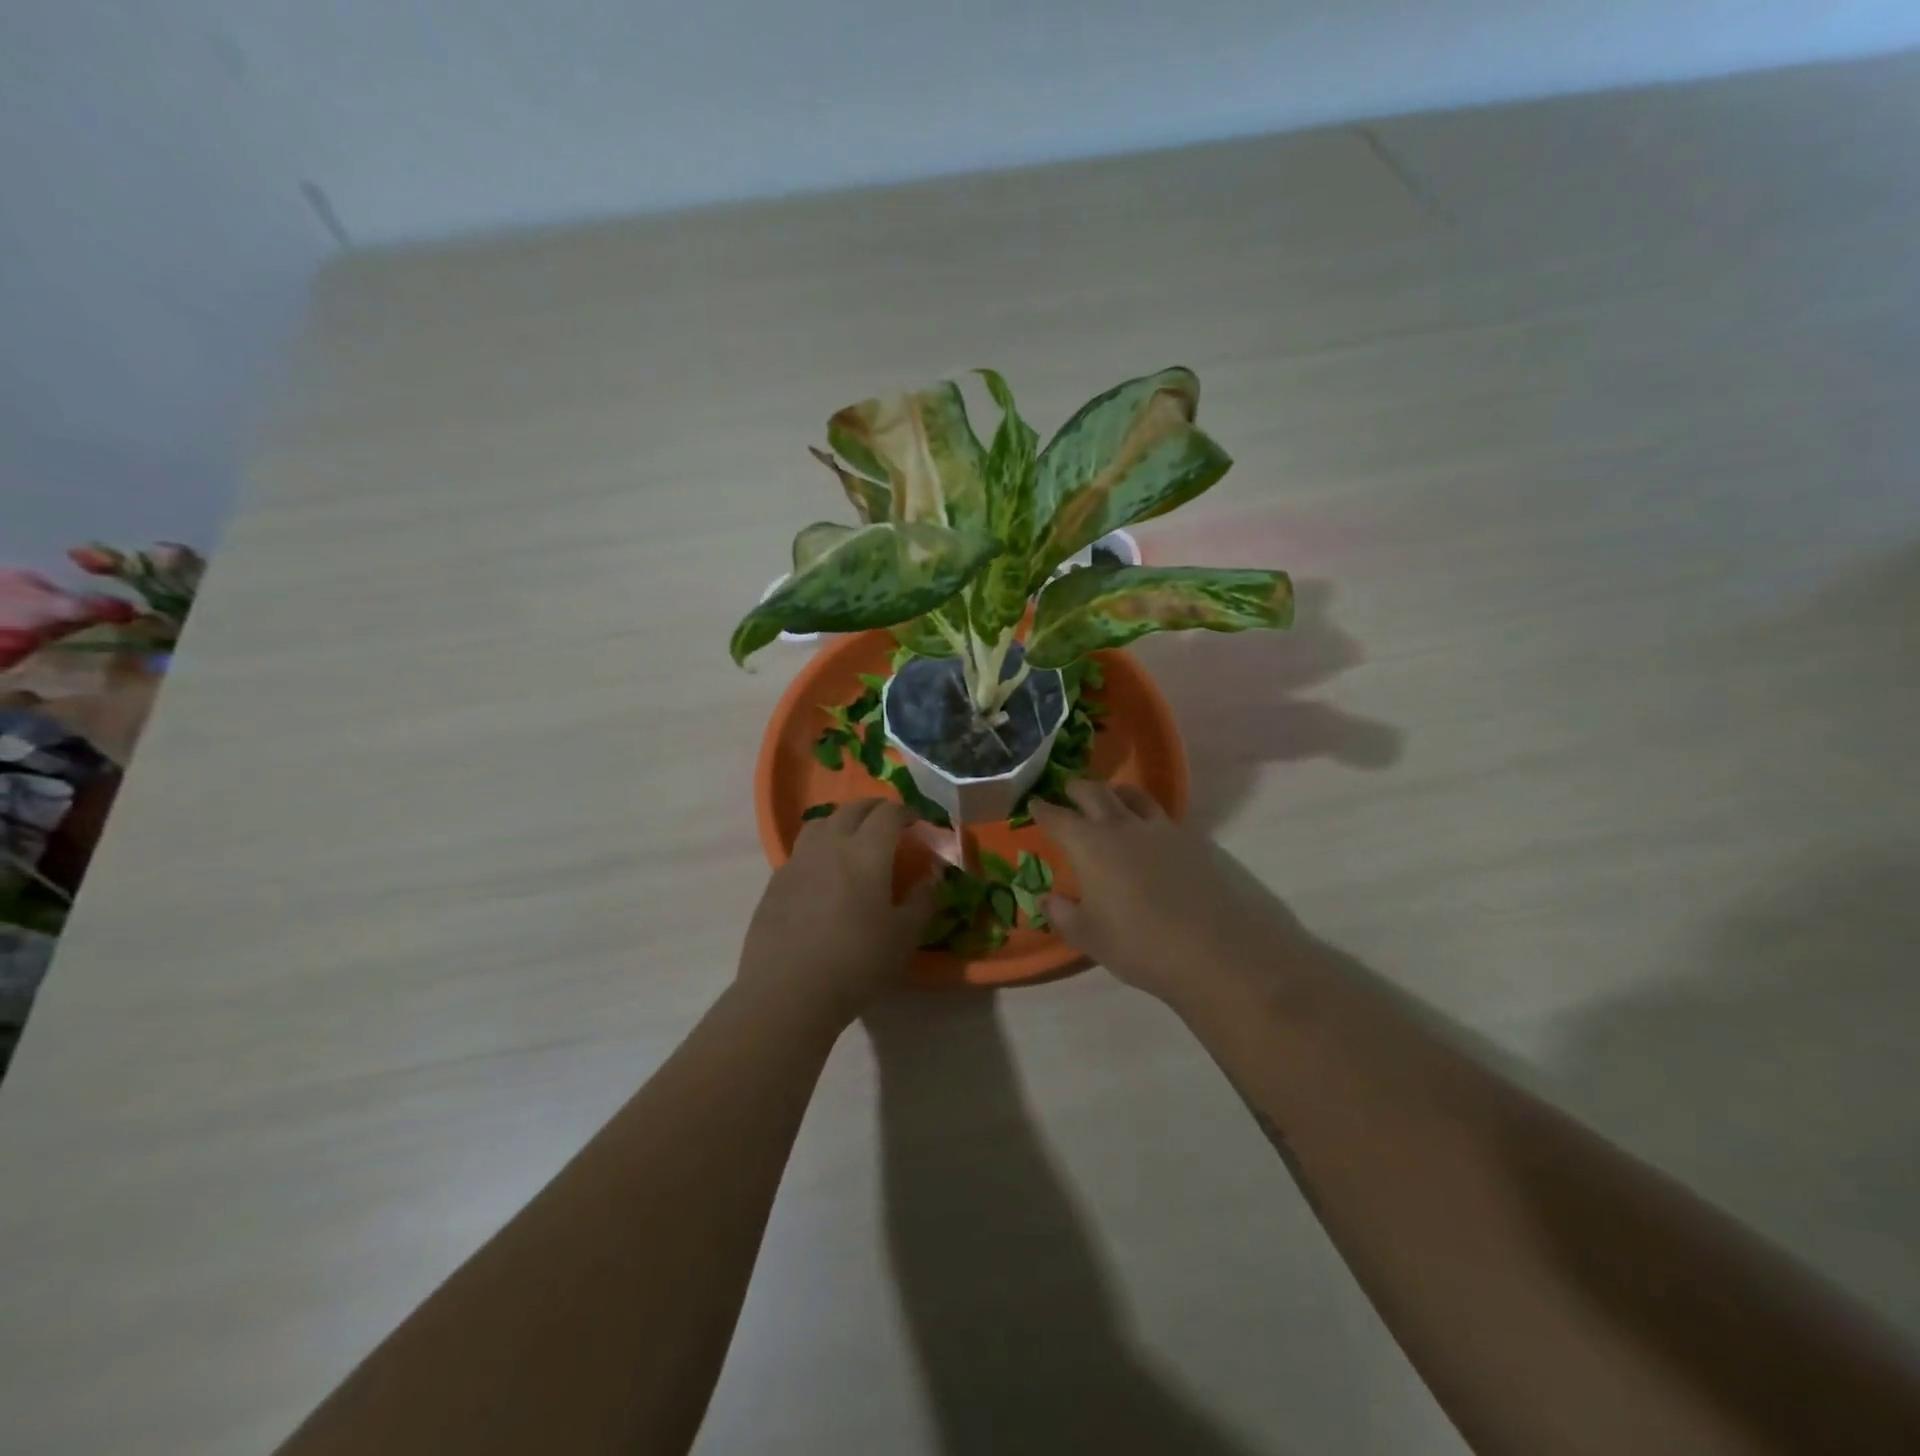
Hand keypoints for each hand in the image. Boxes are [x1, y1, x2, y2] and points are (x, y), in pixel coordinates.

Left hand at [739, 799, 933, 1025]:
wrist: (788, 992)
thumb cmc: (857, 963)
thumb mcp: (904, 937)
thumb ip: (923, 900)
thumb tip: (932, 875)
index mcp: (866, 852)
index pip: (888, 814)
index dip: (906, 812)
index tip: (917, 820)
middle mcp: (830, 845)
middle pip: (852, 809)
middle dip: (875, 808)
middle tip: (889, 821)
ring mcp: (798, 861)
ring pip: (820, 823)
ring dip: (841, 821)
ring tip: (852, 838)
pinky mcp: (775, 882)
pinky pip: (801, 850)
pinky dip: (819, 847)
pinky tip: (823, 872)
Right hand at [1031, 781, 1310, 1008]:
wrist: (1211, 951)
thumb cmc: (1137, 944)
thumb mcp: (1088, 937)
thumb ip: (1062, 914)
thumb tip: (1046, 898)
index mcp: (1089, 845)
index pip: (1058, 817)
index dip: (1043, 809)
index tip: (1034, 804)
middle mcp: (1122, 826)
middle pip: (1095, 793)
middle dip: (1076, 789)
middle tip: (1067, 792)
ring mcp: (1159, 830)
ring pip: (1132, 795)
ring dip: (1114, 792)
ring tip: (1109, 798)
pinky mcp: (1190, 840)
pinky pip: (1160, 814)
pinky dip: (1144, 812)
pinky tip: (1147, 830)